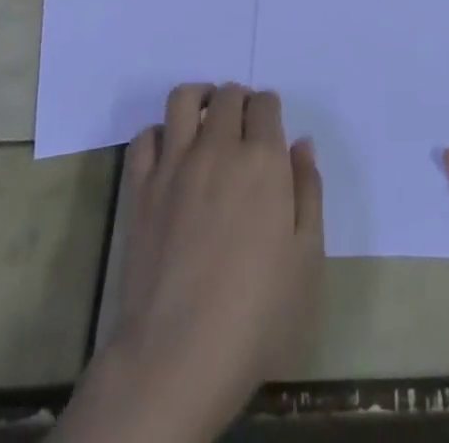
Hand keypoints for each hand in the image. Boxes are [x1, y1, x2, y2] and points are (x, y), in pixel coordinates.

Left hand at [67, 83, 321, 442]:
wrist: (179, 353)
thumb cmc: (257, 313)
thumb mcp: (307, 259)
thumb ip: (308, 192)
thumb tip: (302, 144)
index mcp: (263, 160)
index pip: (266, 104)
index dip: (269, 109)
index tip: (270, 126)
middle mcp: (218, 147)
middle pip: (227, 95)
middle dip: (239, 100)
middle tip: (242, 125)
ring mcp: (174, 163)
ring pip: (183, 99)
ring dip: (199, 99)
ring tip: (205, 118)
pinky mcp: (141, 186)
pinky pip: (145, 137)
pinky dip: (159, 133)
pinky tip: (170, 152)